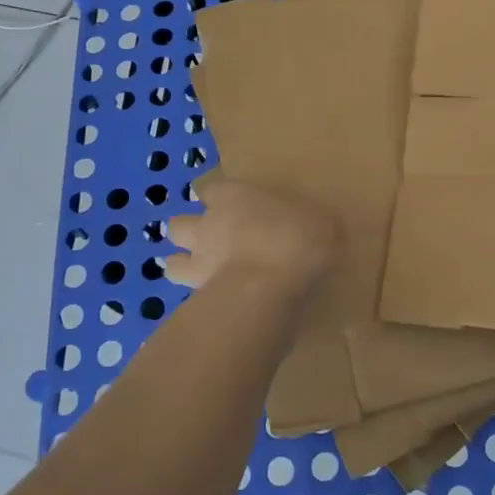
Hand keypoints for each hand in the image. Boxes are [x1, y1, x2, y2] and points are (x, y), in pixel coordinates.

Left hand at [163, 179, 336, 292]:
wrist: (271, 285)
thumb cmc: (298, 239)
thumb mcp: (322, 222)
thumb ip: (311, 222)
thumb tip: (318, 225)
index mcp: (234, 197)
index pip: (212, 190)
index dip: (218, 199)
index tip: (231, 207)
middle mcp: (208, 225)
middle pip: (179, 223)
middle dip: (190, 231)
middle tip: (213, 241)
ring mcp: (198, 262)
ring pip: (173, 262)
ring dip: (183, 265)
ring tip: (204, 274)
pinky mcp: (198, 295)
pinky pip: (190, 296)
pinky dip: (197, 299)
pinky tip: (215, 304)